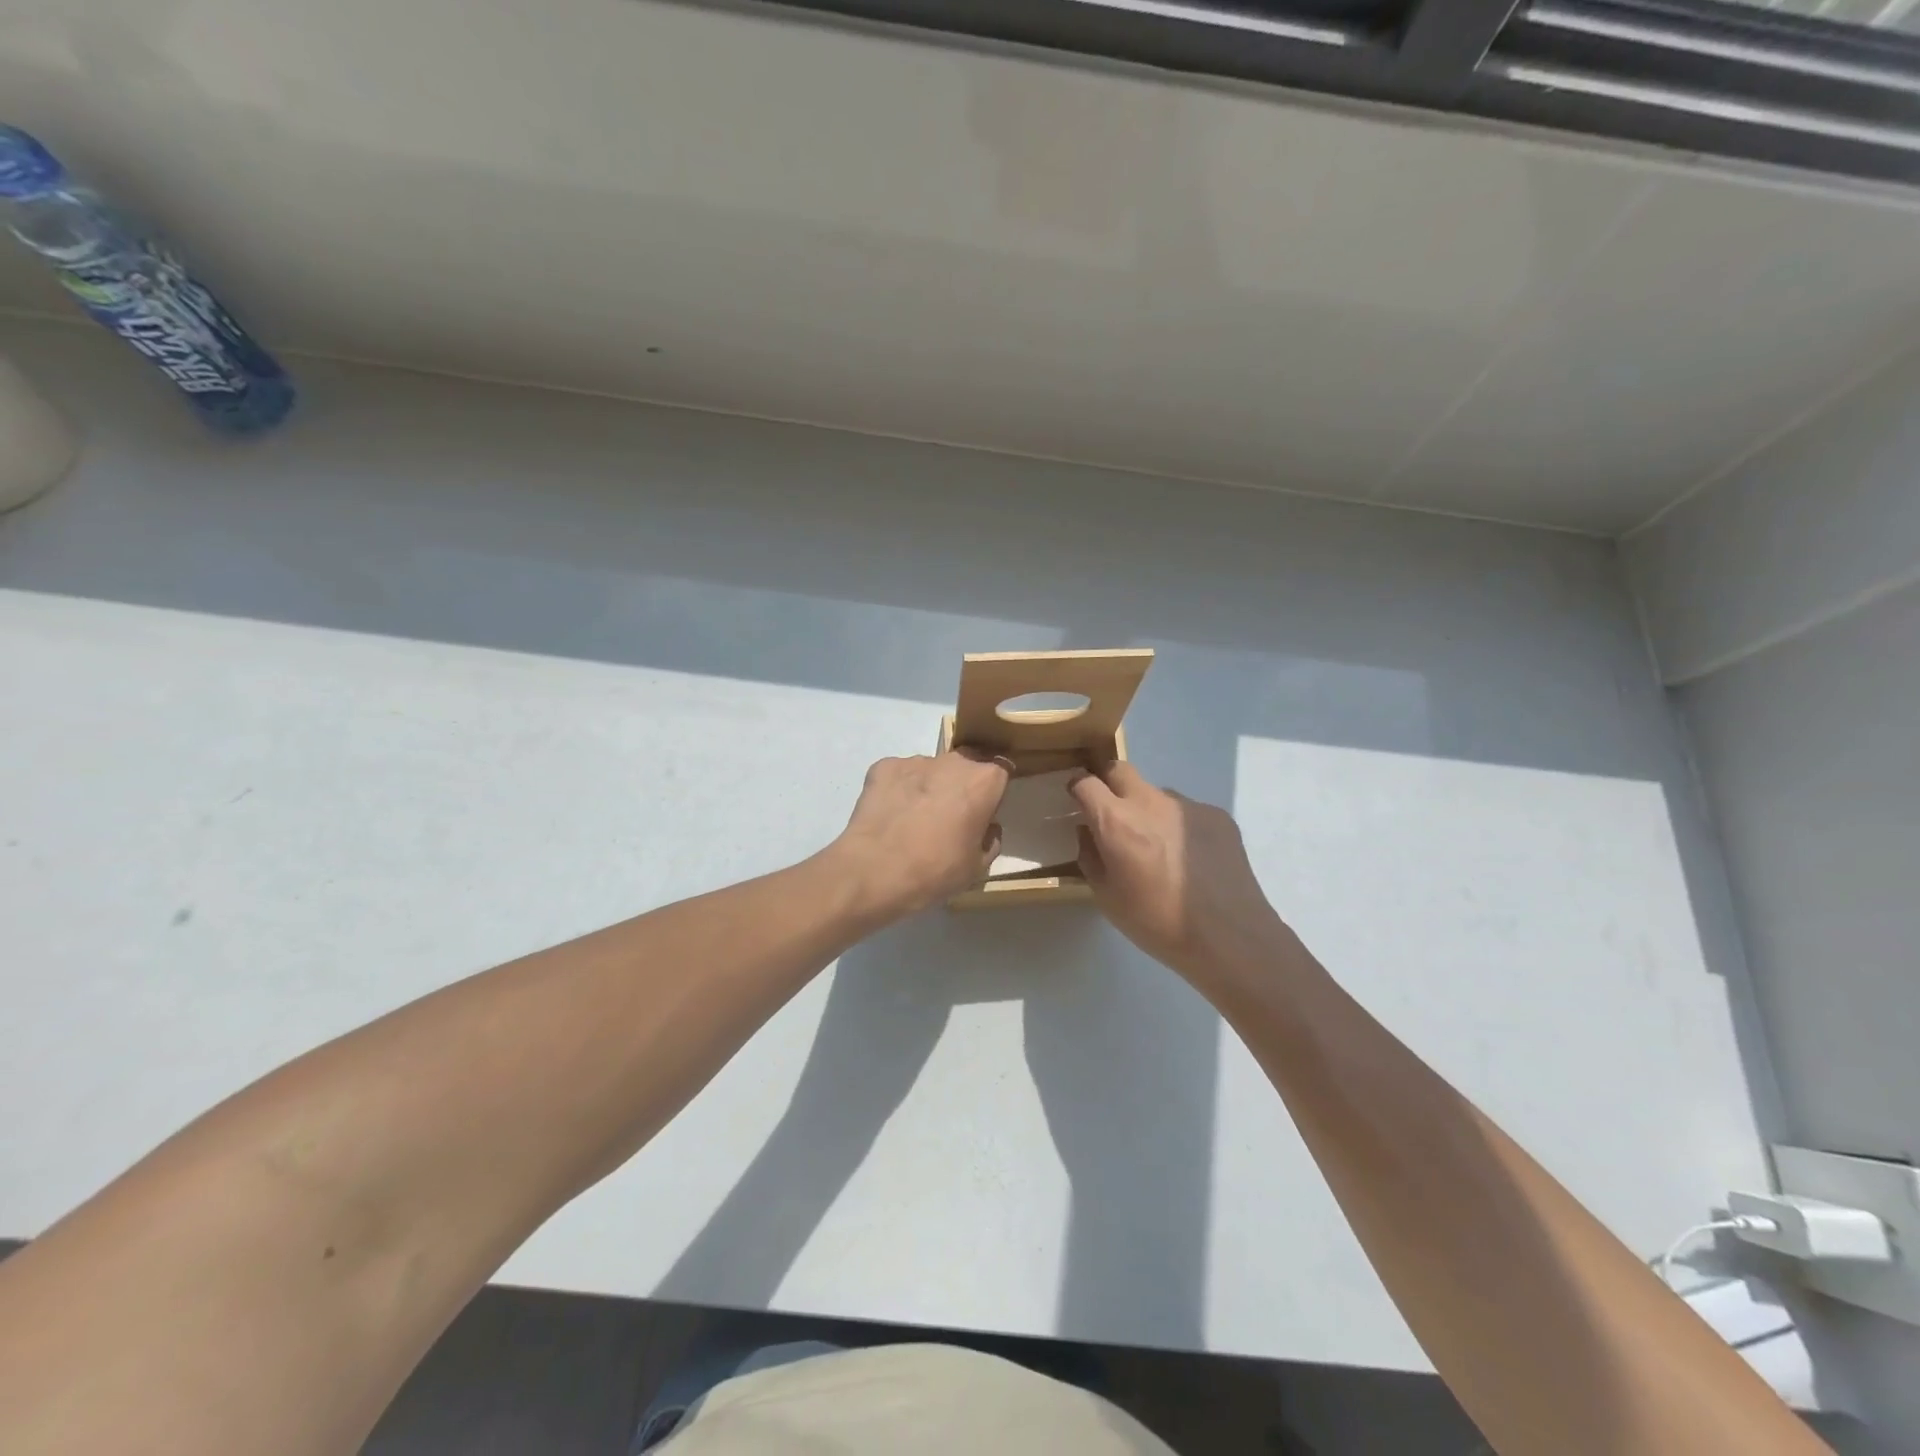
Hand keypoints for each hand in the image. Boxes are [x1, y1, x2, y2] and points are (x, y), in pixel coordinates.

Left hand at [831, 750, 1010, 920]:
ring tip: (913, 820)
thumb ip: (991, 839)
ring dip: (930, 787)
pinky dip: (899, 789)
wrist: (875, 871)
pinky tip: (891, 815)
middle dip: (962, 785)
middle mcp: (953, 761)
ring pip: (931, 770)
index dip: (993, 792)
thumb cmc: (936, 870)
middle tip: (951, 817)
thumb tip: (988, 827)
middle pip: (966, 766)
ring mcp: (915, 761)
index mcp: (983, 781)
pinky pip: (899, 775)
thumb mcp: (978, 867)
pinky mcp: (883, 766)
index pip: (1001, 772)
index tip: (984, 811)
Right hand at [1071, 763, 1291, 988]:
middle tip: (1112, 814)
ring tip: (1160, 850)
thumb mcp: (1107, 897)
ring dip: (1148, 810)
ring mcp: (1187, 805)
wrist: (1229, 936)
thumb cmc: (1157, 922)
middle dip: (1109, 784)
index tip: (1077, 802)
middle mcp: (1150, 801)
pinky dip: (1179, 827)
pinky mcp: (1217, 815)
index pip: (1085, 783)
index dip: (1077, 788)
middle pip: (1120, 770)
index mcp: (1116, 821)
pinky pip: (1187, 811)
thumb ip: (1090, 856)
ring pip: (1156, 794)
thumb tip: (1088, 832)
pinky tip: (1191, 860)